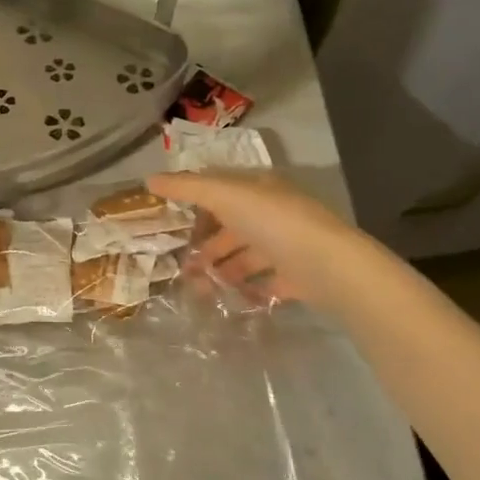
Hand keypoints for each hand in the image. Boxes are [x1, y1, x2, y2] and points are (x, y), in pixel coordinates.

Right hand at [147, 171, 355, 307]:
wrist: (330, 267)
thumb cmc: (274, 222)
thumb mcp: (225, 196)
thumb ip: (187, 188)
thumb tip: (149, 179)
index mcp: (259, 188)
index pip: (221, 189)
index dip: (193, 201)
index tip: (168, 221)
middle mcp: (274, 213)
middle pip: (231, 226)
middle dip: (205, 245)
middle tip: (180, 265)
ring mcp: (287, 246)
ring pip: (245, 256)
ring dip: (221, 269)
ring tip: (198, 288)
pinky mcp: (297, 277)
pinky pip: (265, 282)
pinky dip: (246, 290)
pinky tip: (227, 299)